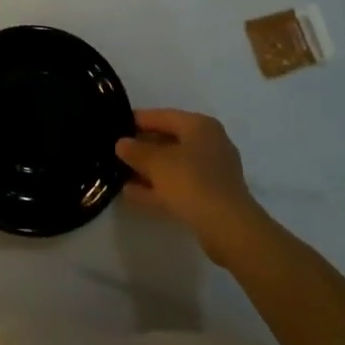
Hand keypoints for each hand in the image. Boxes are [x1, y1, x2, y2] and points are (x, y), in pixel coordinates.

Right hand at [116, 109, 265, 257]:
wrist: (229, 228)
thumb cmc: (192, 181)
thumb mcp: (156, 162)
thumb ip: (136, 151)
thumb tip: (121, 144)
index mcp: (200, 126)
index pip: (163, 116)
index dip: (137, 120)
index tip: (116, 126)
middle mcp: (209, 144)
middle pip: (169, 141)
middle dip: (143, 149)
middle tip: (116, 153)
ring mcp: (212, 173)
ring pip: (173, 167)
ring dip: (148, 172)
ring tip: (119, 175)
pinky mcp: (212, 198)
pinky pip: (179, 187)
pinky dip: (159, 189)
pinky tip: (133, 195)